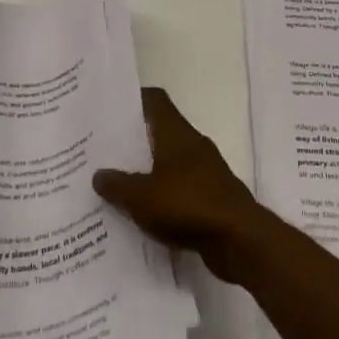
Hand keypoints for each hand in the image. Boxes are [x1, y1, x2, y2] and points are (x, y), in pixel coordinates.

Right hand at [94, 87, 267, 282]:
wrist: (239, 239)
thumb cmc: (188, 204)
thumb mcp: (142, 197)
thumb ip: (118, 185)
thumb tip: (99, 174)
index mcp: (177, 133)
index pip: (155, 101)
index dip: (133, 100)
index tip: (108, 108)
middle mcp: (192, 145)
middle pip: (159, 132)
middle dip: (133, 140)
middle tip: (101, 151)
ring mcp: (205, 171)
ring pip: (168, 163)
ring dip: (147, 171)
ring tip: (115, 184)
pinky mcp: (211, 197)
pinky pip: (179, 190)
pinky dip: (162, 196)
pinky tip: (142, 213)